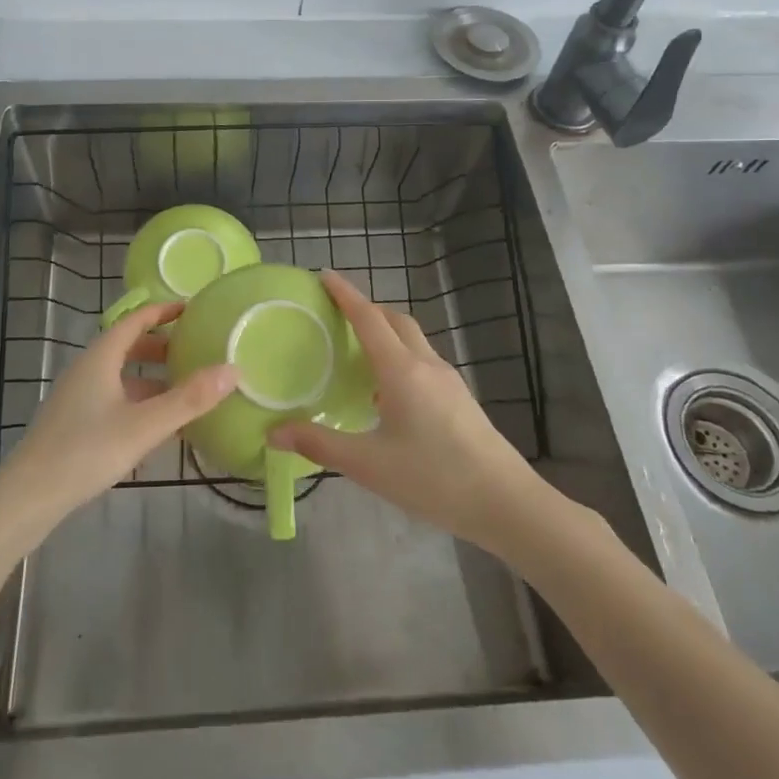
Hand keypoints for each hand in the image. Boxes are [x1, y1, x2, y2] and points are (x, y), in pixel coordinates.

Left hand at [0, 301, 237, 530]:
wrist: (28, 496)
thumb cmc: (86, 451)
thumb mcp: (144, 426)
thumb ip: (188, 399)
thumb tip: (232, 369)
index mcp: (101, 358)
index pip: (135, 320)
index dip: (163, 311)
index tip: (193, 309)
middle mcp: (88, 370)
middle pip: (128, 346)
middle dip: (162, 345)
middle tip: (196, 350)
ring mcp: (79, 397)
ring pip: (122, 375)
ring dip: (153, 376)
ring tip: (186, 387)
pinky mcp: (76, 422)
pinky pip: (115, 398)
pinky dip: (140, 400)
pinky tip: (159, 423)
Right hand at [269, 270, 545, 551]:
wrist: (505, 503)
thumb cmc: (433, 478)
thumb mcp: (368, 464)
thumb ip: (319, 444)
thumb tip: (273, 432)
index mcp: (401, 370)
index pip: (368, 318)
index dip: (345, 294)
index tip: (324, 275)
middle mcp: (426, 365)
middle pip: (395, 321)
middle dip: (367, 309)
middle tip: (337, 314)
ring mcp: (448, 381)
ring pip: (413, 340)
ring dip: (386, 333)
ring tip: (358, 351)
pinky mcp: (460, 399)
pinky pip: (423, 362)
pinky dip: (400, 357)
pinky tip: (388, 392)